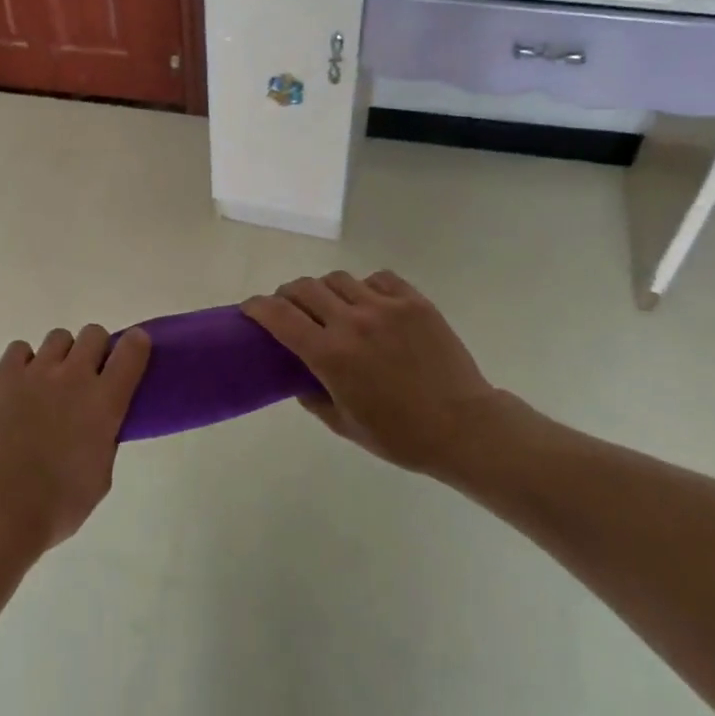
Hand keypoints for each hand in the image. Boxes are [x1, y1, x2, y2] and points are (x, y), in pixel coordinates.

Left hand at [0, 325, 149, 558]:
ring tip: (49, 384)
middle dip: (95, 350)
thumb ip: (106, 439)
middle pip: (94, 333)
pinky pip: (20, 348)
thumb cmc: (58, 504)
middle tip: (86, 377)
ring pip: (59, 337)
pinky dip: (24, 362)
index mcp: (105, 401)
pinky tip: (20, 386)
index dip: (136, 344)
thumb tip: (100, 423)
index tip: (132, 351)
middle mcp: (74, 376)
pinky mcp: (3, 375)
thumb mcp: (101, 476)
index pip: (132, 350)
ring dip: (61, 356)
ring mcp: (37, 371)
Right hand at [243, 270, 509, 482]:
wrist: (465, 428)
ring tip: (332, 307)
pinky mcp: (413, 302)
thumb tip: (297, 376)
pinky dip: (365, 288)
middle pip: (303, 288)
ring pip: (338, 279)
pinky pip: (377, 279)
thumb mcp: (344, 425)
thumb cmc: (400, 436)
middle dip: (287, 295)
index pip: (278, 315)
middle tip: (290, 309)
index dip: (257, 307)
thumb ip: (312, 396)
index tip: (250, 308)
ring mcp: (385, 307)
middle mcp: (352, 322)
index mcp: (330, 354)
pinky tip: (370, 305)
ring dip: (325, 291)